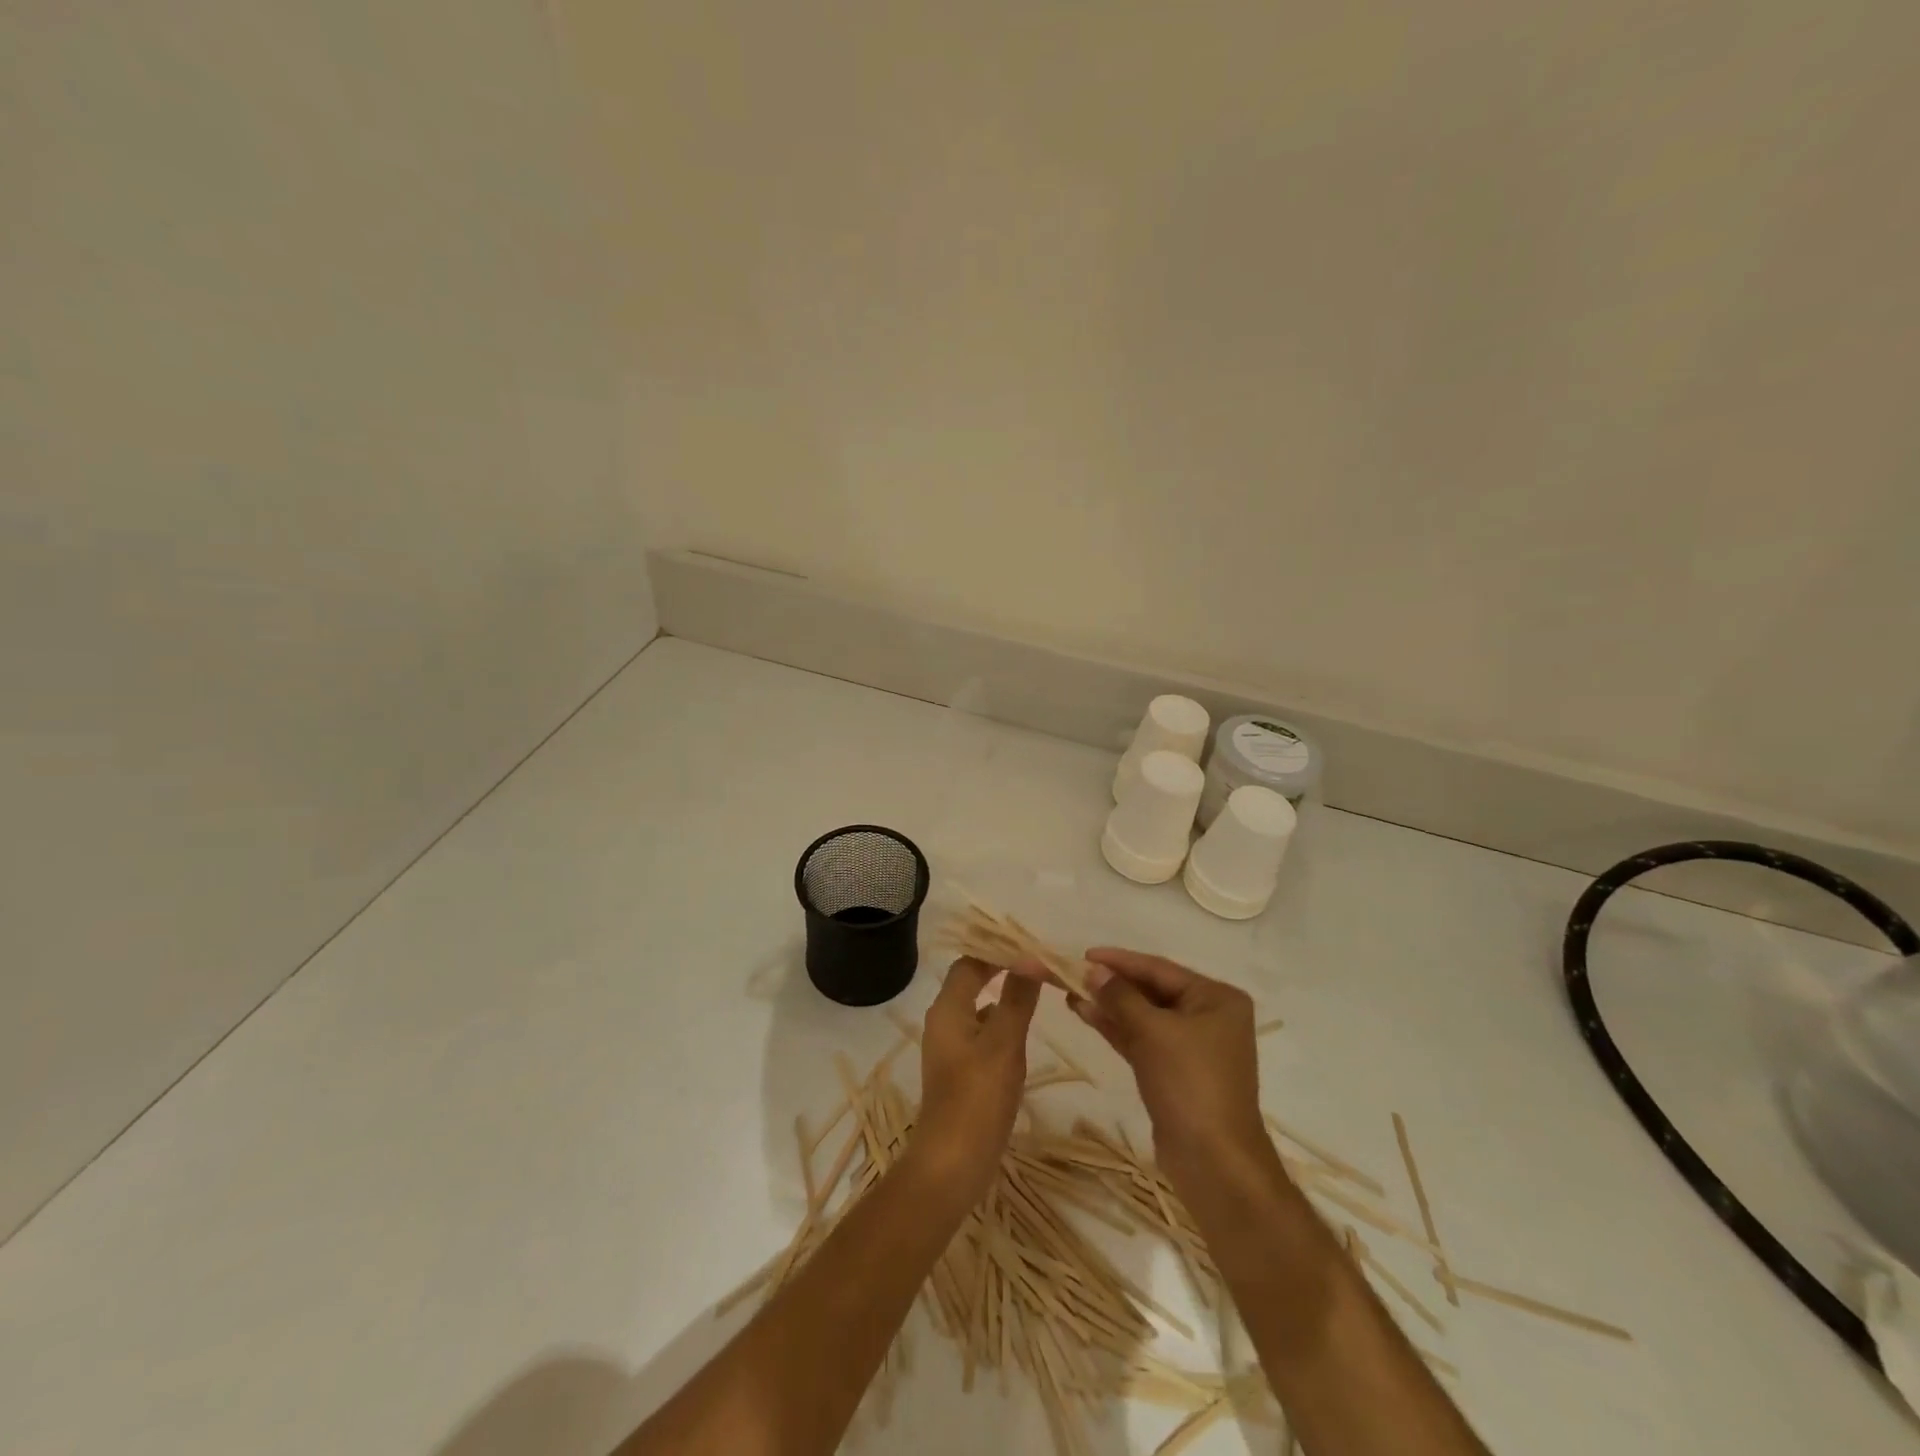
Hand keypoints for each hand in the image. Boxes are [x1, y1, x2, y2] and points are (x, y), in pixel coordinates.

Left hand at [913, 957, 1040, 1201]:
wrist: (952, 1163)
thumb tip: (1030, 959)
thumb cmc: (977, 1098)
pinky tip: (1022, 1032)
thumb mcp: (1004, 1043)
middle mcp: (943, 1021)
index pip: (970, 962)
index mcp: (947, 1008)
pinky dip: (1000, 1023)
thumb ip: (1017, 999)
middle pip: (971, 981)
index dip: (997, 950)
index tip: (1030, 946)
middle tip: (1038, 965)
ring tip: (1037, 991)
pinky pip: (980, 1033)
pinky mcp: (959, 1071)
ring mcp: (949, 1048)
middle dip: (1002, 970)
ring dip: (1004, 996)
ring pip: (977, 1007)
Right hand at [1070, 948, 1267, 1194]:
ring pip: (1143, 1016)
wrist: (1214, 1163)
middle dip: (1112, 984)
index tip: (1084, 954)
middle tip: (1071, 973)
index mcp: (1216, 998)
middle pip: (1151, 991)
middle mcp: (1208, 1016)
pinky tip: (1085, 1015)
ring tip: (1070, 993)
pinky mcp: (1175, 1072)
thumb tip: (1093, 969)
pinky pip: (1142, 1039)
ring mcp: (1192, 1047)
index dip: (1120, 961)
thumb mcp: (1153, 1032)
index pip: (1159, 969)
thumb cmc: (1190, 1084)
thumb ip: (1120, 997)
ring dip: (1109, 1006)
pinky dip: (1116, 1028)